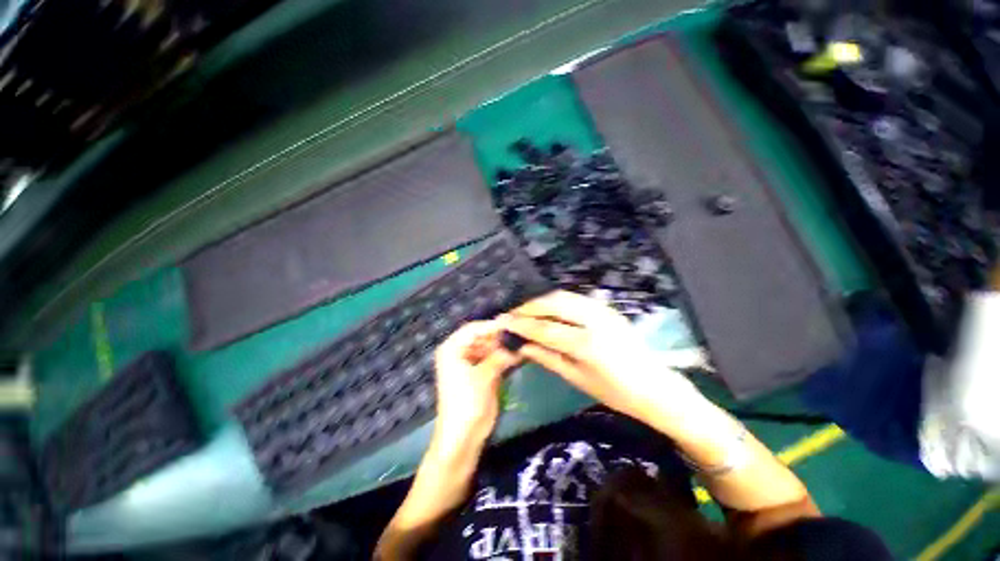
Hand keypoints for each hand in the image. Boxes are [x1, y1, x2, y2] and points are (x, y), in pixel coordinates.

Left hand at [432, 321, 519, 452]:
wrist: (463, 437)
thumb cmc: (467, 403)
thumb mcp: (484, 376)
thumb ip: (500, 355)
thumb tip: (517, 342)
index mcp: (452, 348)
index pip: (474, 328)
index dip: (493, 326)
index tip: (514, 324)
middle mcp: (460, 351)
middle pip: (482, 336)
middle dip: (501, 336)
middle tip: (521, 334)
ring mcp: (471, 362)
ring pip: (490, 347)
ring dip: (504, 346)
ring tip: (523, 343)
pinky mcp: (480, 372)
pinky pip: (493, 358)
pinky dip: (504, 357)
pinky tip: (519, 355)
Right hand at [503, 291, 700, 424]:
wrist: (656, 386)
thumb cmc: (616, 393)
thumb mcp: (577, 378)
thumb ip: (547, 358)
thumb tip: (522, 346)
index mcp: (587, 344)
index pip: (545, 328)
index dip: (522, 324)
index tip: (504, 322)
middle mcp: (595, 320)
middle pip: (553, 303)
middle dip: (530, 306)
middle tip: (513, 313)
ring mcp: (603, 310)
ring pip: (564, 295)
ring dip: (542, 301)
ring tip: (526, 310)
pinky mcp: (607, 307)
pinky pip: (575, 298)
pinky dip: (557, 300)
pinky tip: (548, 309)